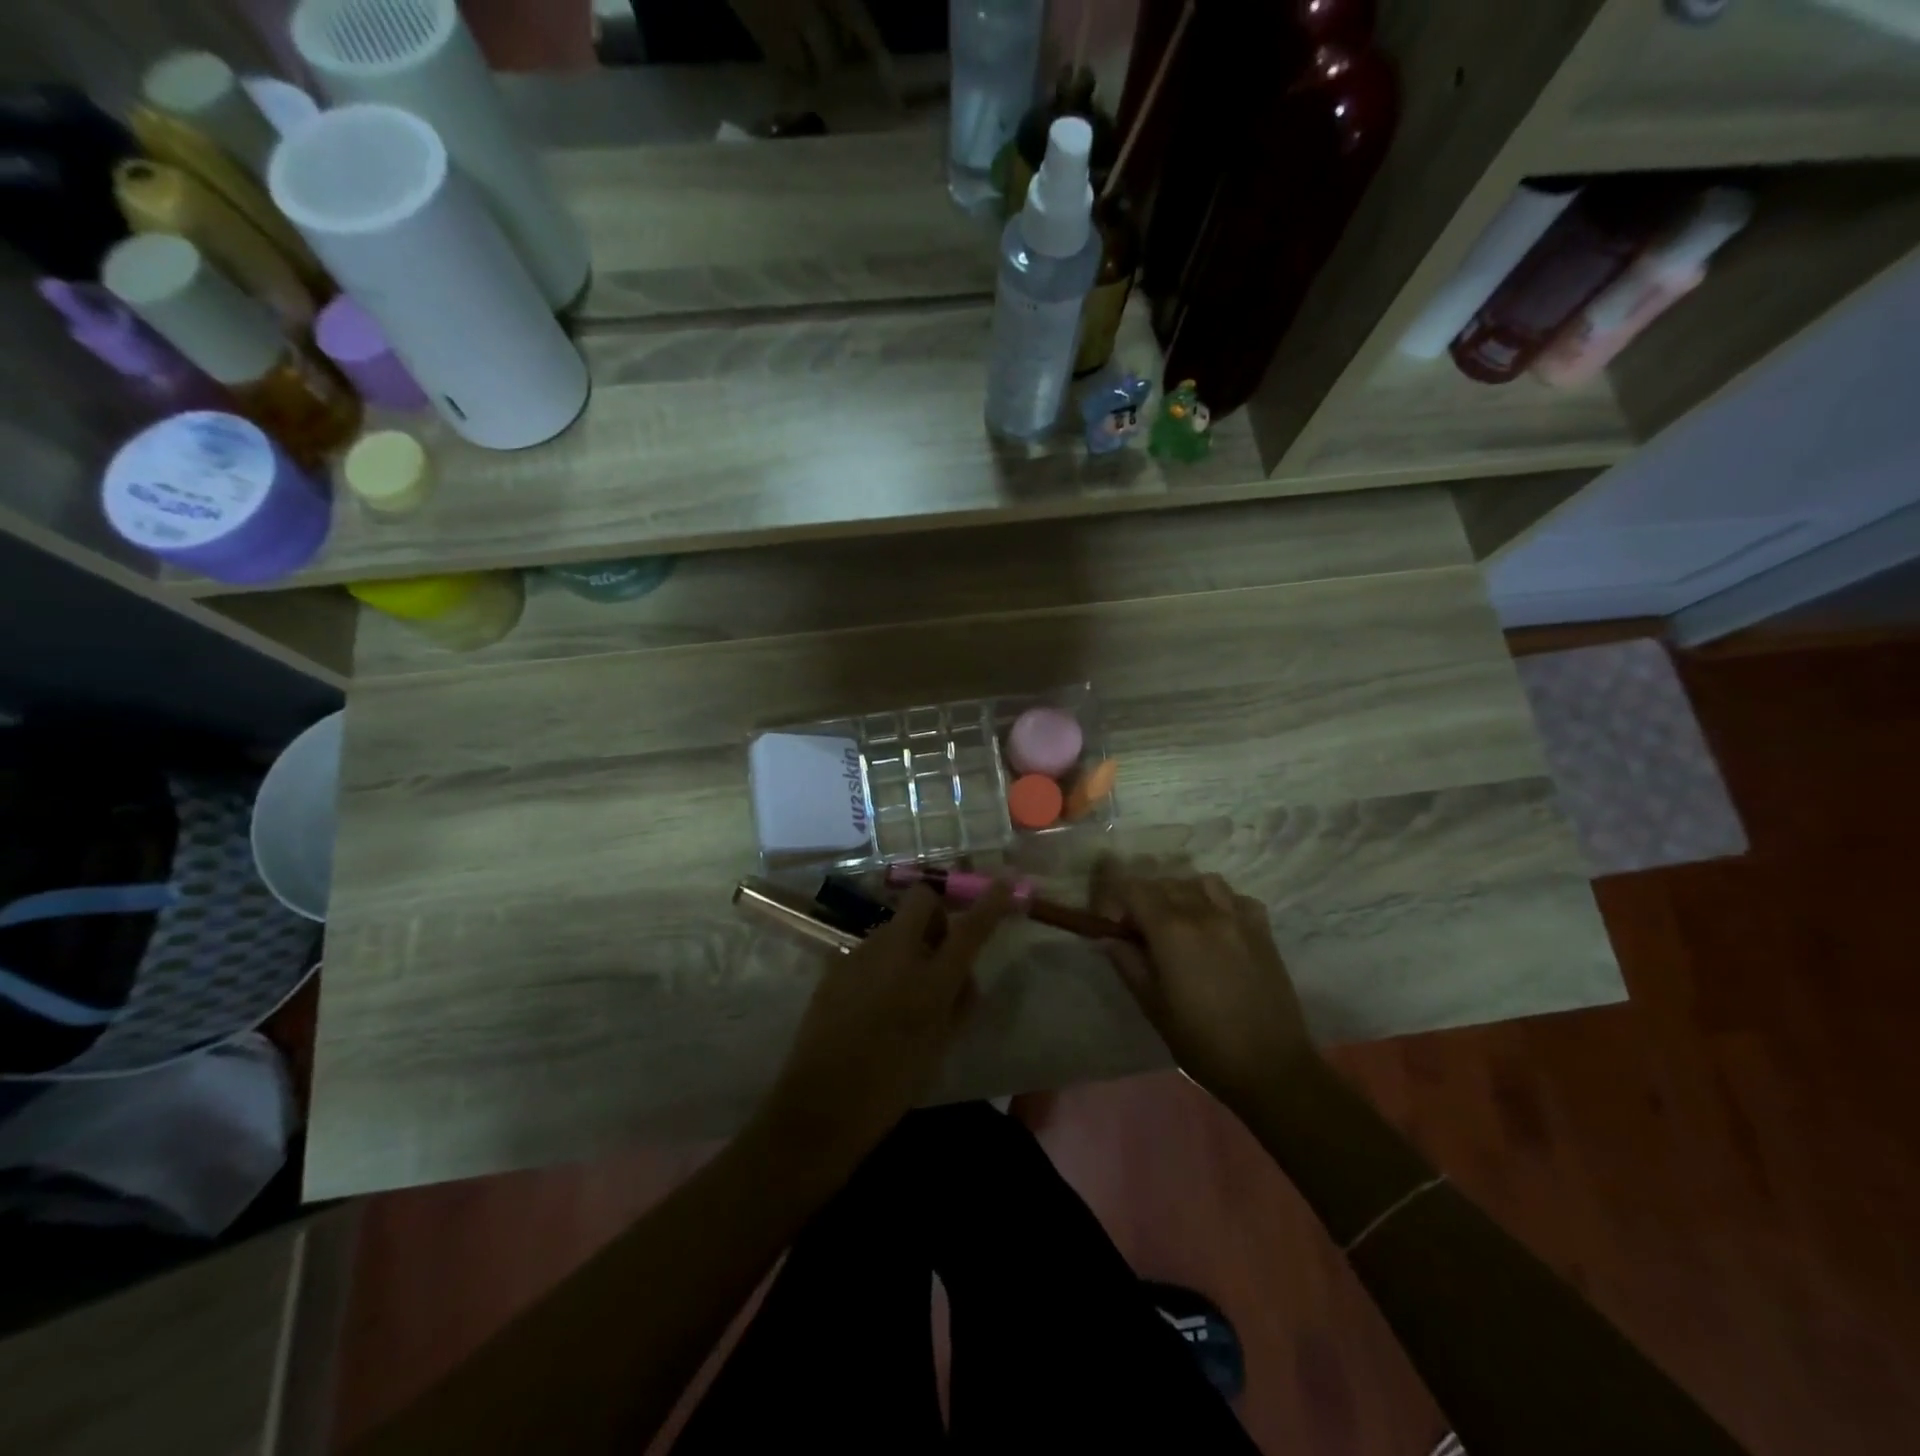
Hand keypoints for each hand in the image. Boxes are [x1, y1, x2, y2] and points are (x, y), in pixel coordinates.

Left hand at [755, 882, 1013, 1167]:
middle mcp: (895, 953)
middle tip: (939, 948)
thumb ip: (958, 1003)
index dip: (991, 903)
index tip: (1005, 883)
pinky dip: (882, 963)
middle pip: (921, 899)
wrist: (820, 1105)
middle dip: (936, 912)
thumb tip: (963, 975)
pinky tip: (873, 1001)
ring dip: (908, 943)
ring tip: (903, 989)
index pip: (969, 929)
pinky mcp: (836, 965)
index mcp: (930, 980)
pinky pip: (870, 951)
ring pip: (894, 927)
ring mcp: (861, 954)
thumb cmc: (891, 1084)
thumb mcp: (940, 1047)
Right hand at [1092, 857, 1313, 1107]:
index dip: (1115, 900)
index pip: (1132, 889)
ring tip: (1180, 922)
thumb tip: (1109, 938)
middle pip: (1165, 883)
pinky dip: (1221, 904)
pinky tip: (1217, 928)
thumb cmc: (1202, 1042)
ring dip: (1183, 894)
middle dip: (1145, 900)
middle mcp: (1204, 912)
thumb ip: (1128, 963)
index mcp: (1171, 930)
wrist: (1270, 1067)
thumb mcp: (1153, 1006)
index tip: (1113, 925)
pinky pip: (1236, 898)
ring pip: (1202, 882)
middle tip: (1140, 932)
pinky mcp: (1263, 930)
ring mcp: (1237, 918)